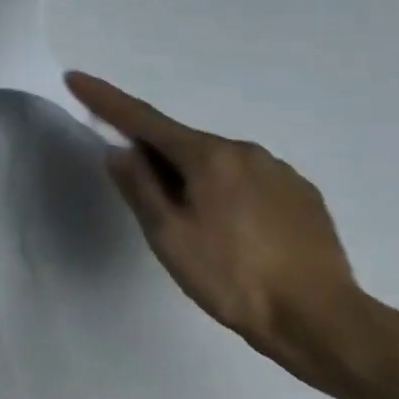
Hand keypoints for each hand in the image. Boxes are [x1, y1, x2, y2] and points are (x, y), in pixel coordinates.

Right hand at [65, 71, 372, 387]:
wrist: (323, 321)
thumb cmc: (231, 276)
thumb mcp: (166, 234)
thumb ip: (138, 186)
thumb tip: (121, 150)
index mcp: (208, 156)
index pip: (143, 119)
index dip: (105, 99)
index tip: (76, 78)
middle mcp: (245, 152)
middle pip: (182, 143)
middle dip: (155, 156)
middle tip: (145, 199)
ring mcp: (279, 172)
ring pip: (216, 163)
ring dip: (192, 178)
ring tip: (193, 225)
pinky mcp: (302, 196)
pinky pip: (247, 181)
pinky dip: (225, 192)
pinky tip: (232, 230)